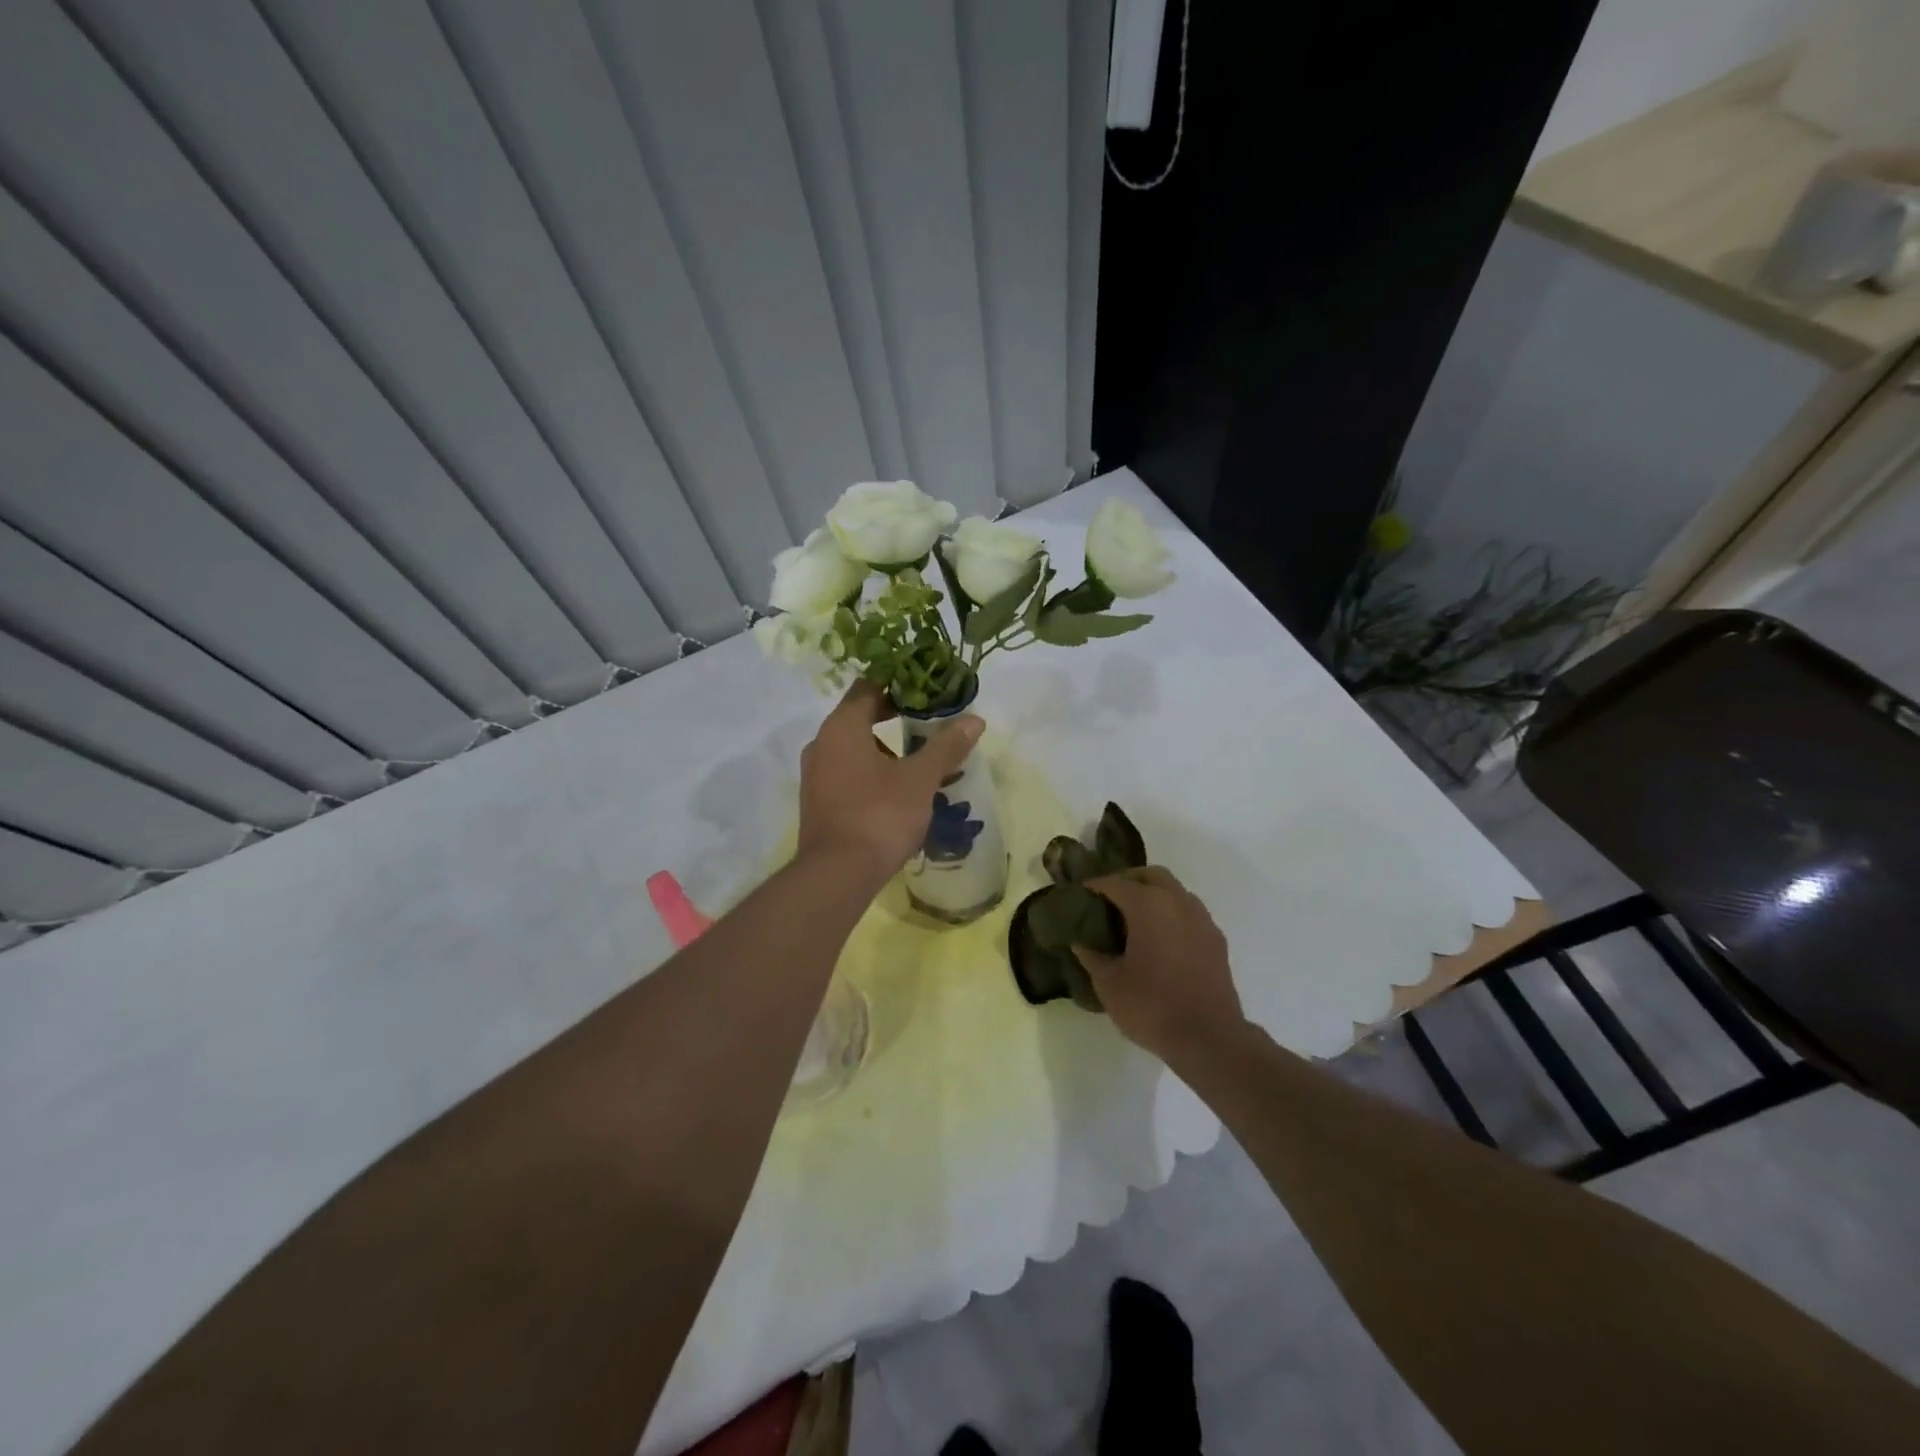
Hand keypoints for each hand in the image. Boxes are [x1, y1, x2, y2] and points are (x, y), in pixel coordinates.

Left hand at [798, 681, 983, 883]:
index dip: (898, 682)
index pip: (868, 686)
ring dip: (884, 746)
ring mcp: (815, 774)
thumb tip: (975, 720)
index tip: (926, 687)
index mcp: (842, 727)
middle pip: (859, 715)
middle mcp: (821, 743)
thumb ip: (946, 746)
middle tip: (929, 719)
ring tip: (919, 759)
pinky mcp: (818, 800)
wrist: (836, 875)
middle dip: (894, 715)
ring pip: (853, 746)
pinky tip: (897, 789)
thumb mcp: (920, 779)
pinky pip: (846, 771)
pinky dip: (871, 770)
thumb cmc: (879, 815)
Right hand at [1073, 867, 1244, 1061]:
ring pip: (1174, 891)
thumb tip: (1079, 942)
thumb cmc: (1151, 1005)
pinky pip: (1189, 913)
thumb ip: (1092, 956)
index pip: (1115, 883)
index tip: (1079, 894)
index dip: (1094, 886)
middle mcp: (1177, 902)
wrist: (1210, 1038)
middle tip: (1108, 899)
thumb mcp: (1109, 984)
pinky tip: (1160, 939)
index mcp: (1148, 905)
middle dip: (1128, 880)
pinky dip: (1171, 914)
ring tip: (1134, 919)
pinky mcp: (1216, 940)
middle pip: (1150, 875)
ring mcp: (1201, 919)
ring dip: (1153, 895)